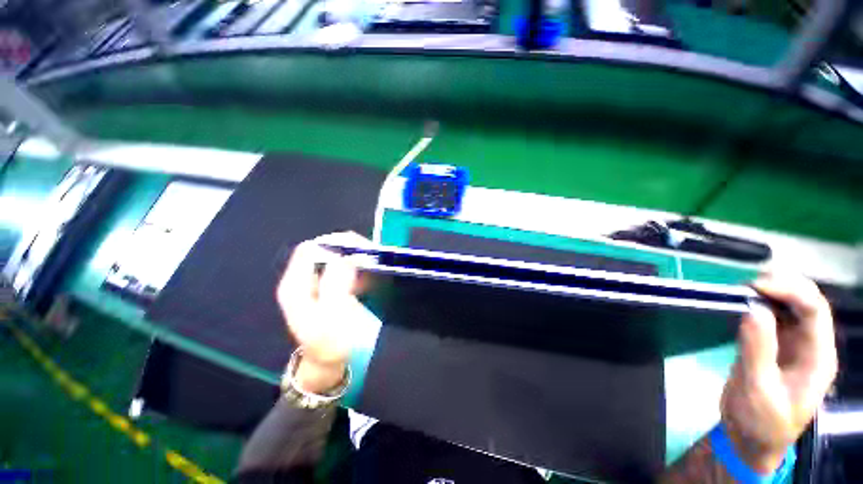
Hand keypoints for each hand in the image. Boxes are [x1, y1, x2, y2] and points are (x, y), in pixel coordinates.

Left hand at [276, 232, 369, 393]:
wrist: (330, 364)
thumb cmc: (331, 343)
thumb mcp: (332, 315)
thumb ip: (336, 282)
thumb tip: (346, 256)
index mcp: (295, 285)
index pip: (311, 249)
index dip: (335, 244)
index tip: (361, 251)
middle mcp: (304, 279)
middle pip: (324, 250)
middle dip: (349, 249)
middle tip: (372, 257)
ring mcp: (318, 282)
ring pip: (337, 257)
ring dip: (357, 257)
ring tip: (374, 265)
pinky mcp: (331, 287)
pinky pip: (346, 267)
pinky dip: (359, 266)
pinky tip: (370, 274)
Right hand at [720, 273, 837, 472]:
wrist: (750, 439)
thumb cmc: (760, 422)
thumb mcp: (758, 391)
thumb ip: (758, 351)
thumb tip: (753, 310)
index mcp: (818, 357)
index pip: (815, 310)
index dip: (790, 291)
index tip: (755, 286)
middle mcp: (811, 344)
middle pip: (807, 300)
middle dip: (782, 284)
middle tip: (747, 284)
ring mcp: (792, 343)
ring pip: (790, 304)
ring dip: (769, 291)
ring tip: (741, 290)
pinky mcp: (774, 344)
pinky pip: (771, 315)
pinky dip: (758, 303)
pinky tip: (741, 303)